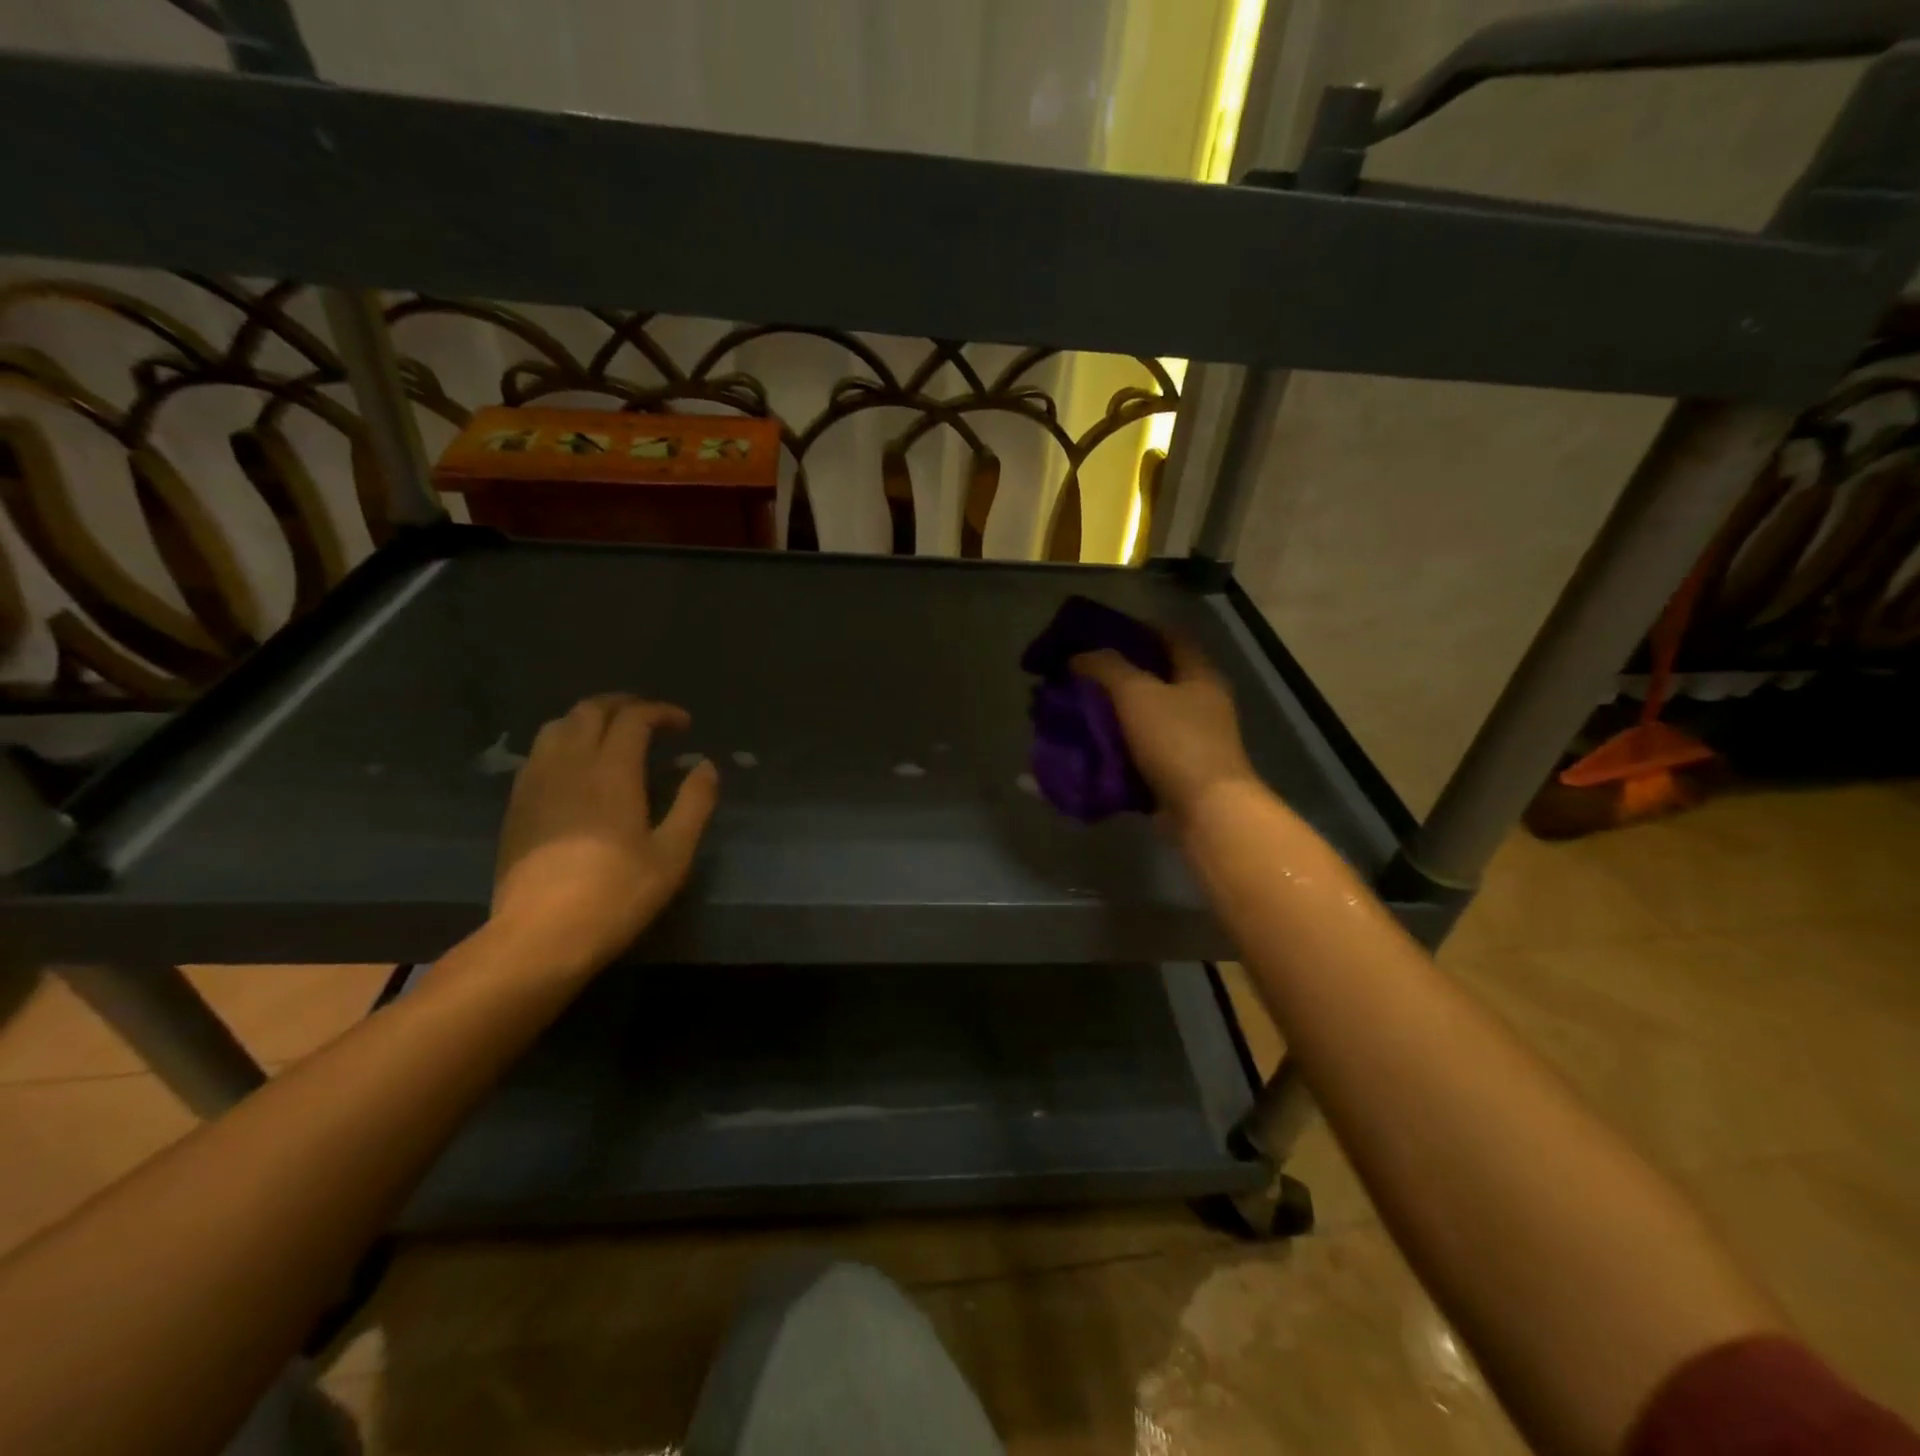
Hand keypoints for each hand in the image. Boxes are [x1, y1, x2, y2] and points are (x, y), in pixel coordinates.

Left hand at [491, 694, 718, 973]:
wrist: (539, 936)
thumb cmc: (616, 894)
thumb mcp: (673, 854)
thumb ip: (694, 803)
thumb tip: (705, 766)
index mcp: (611, 771)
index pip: (634, 718)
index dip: (661, 712)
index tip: (683, 725)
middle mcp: (569, 764)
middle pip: (590, 711)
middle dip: (623, 705)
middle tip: (649, 720)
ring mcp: (536, 782)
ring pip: (557, 726)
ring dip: (589, 719)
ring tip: (612, 736)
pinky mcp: (517, 805)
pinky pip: (539, 753)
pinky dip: (564, 742)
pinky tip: (577, 768)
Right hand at [1071, 634, 1260, 829]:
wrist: (1205, 811)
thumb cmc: (1176, 742)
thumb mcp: (1136, 694)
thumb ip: (1106, 668)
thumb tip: (1079, 656)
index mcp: (1199, 675)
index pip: (1170, 637)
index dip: (1137, 628)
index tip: (1100, 631)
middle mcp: (1199, 704)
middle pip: (1153, 678)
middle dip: (1115, 675)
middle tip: (1078, 674)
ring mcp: (1188, 741)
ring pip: (1142, 717)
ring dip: (1110, 713)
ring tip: (1074, 709)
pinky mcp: (1174, 773)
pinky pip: (1137, 753)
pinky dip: (1112, 749)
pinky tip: (1084, 747)